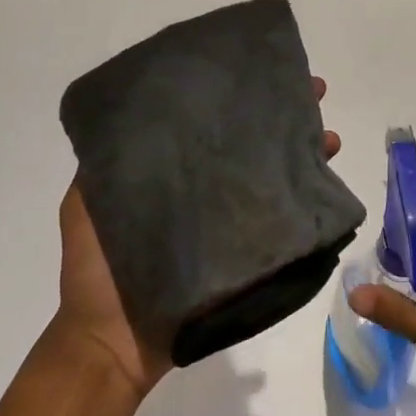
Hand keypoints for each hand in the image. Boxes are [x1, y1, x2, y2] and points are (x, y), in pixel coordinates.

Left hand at [52, 76, 342, 402]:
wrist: (110, 346)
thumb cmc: (95, 272)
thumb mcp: (85, 206)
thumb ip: (101, 168)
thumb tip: (125, 112)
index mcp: (175, 174)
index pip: (212, 123)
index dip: (237, 95)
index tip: (260, 69)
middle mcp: (208, 192)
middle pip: (252, 143)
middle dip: (284, 116)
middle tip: (314, 92)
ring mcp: (231, 226)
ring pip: (275, 176)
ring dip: (305, 152)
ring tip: (329, 136)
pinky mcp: (249, 258)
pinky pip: (282, 223)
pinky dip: (308, 201)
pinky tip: (327, 183)